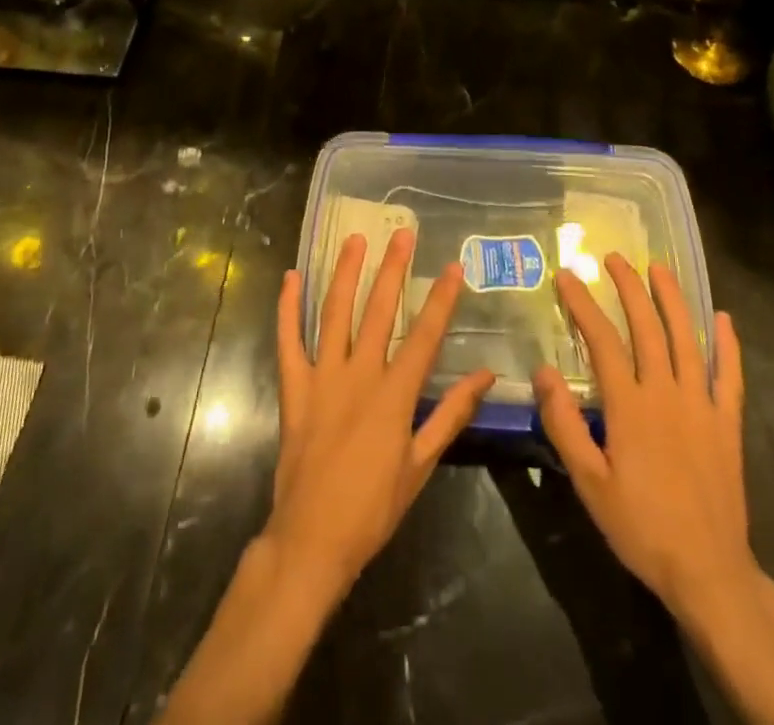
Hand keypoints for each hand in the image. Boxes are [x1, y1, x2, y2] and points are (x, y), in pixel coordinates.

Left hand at [266, 228, 494, 606]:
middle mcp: (359, 375)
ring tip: (354, 240)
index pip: (424, 336)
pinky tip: (291, 279)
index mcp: (393, 394)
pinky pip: (289, 341)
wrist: (312, 539)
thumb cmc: (373, 507)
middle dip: (393, 269)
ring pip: (335, 314)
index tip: (453, 267)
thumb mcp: (421, 464)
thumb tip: (485, 376)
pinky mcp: (294, 388)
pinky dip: (288, 309)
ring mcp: (322, 377)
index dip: (441, 300)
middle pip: (379, 311)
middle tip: (402, 234)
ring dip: (345, 274)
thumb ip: (451, 415)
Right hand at [533, 254, 758, 625]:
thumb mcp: (589, 482)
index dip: (583, 304)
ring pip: (686, 339)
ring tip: (659, 268)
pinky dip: (727, 345)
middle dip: (629, 288)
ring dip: (672, 300)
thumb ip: (564, 424)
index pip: (602, 340)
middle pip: (646, 327)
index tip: (568, 276)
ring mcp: (701, 405)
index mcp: (630, 405)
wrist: (707, 571)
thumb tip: (544, 371)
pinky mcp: (726, 423)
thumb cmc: (640, 526)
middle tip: (614, 258)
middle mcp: (666, 393)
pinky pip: (729, 375)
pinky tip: (723, 318)